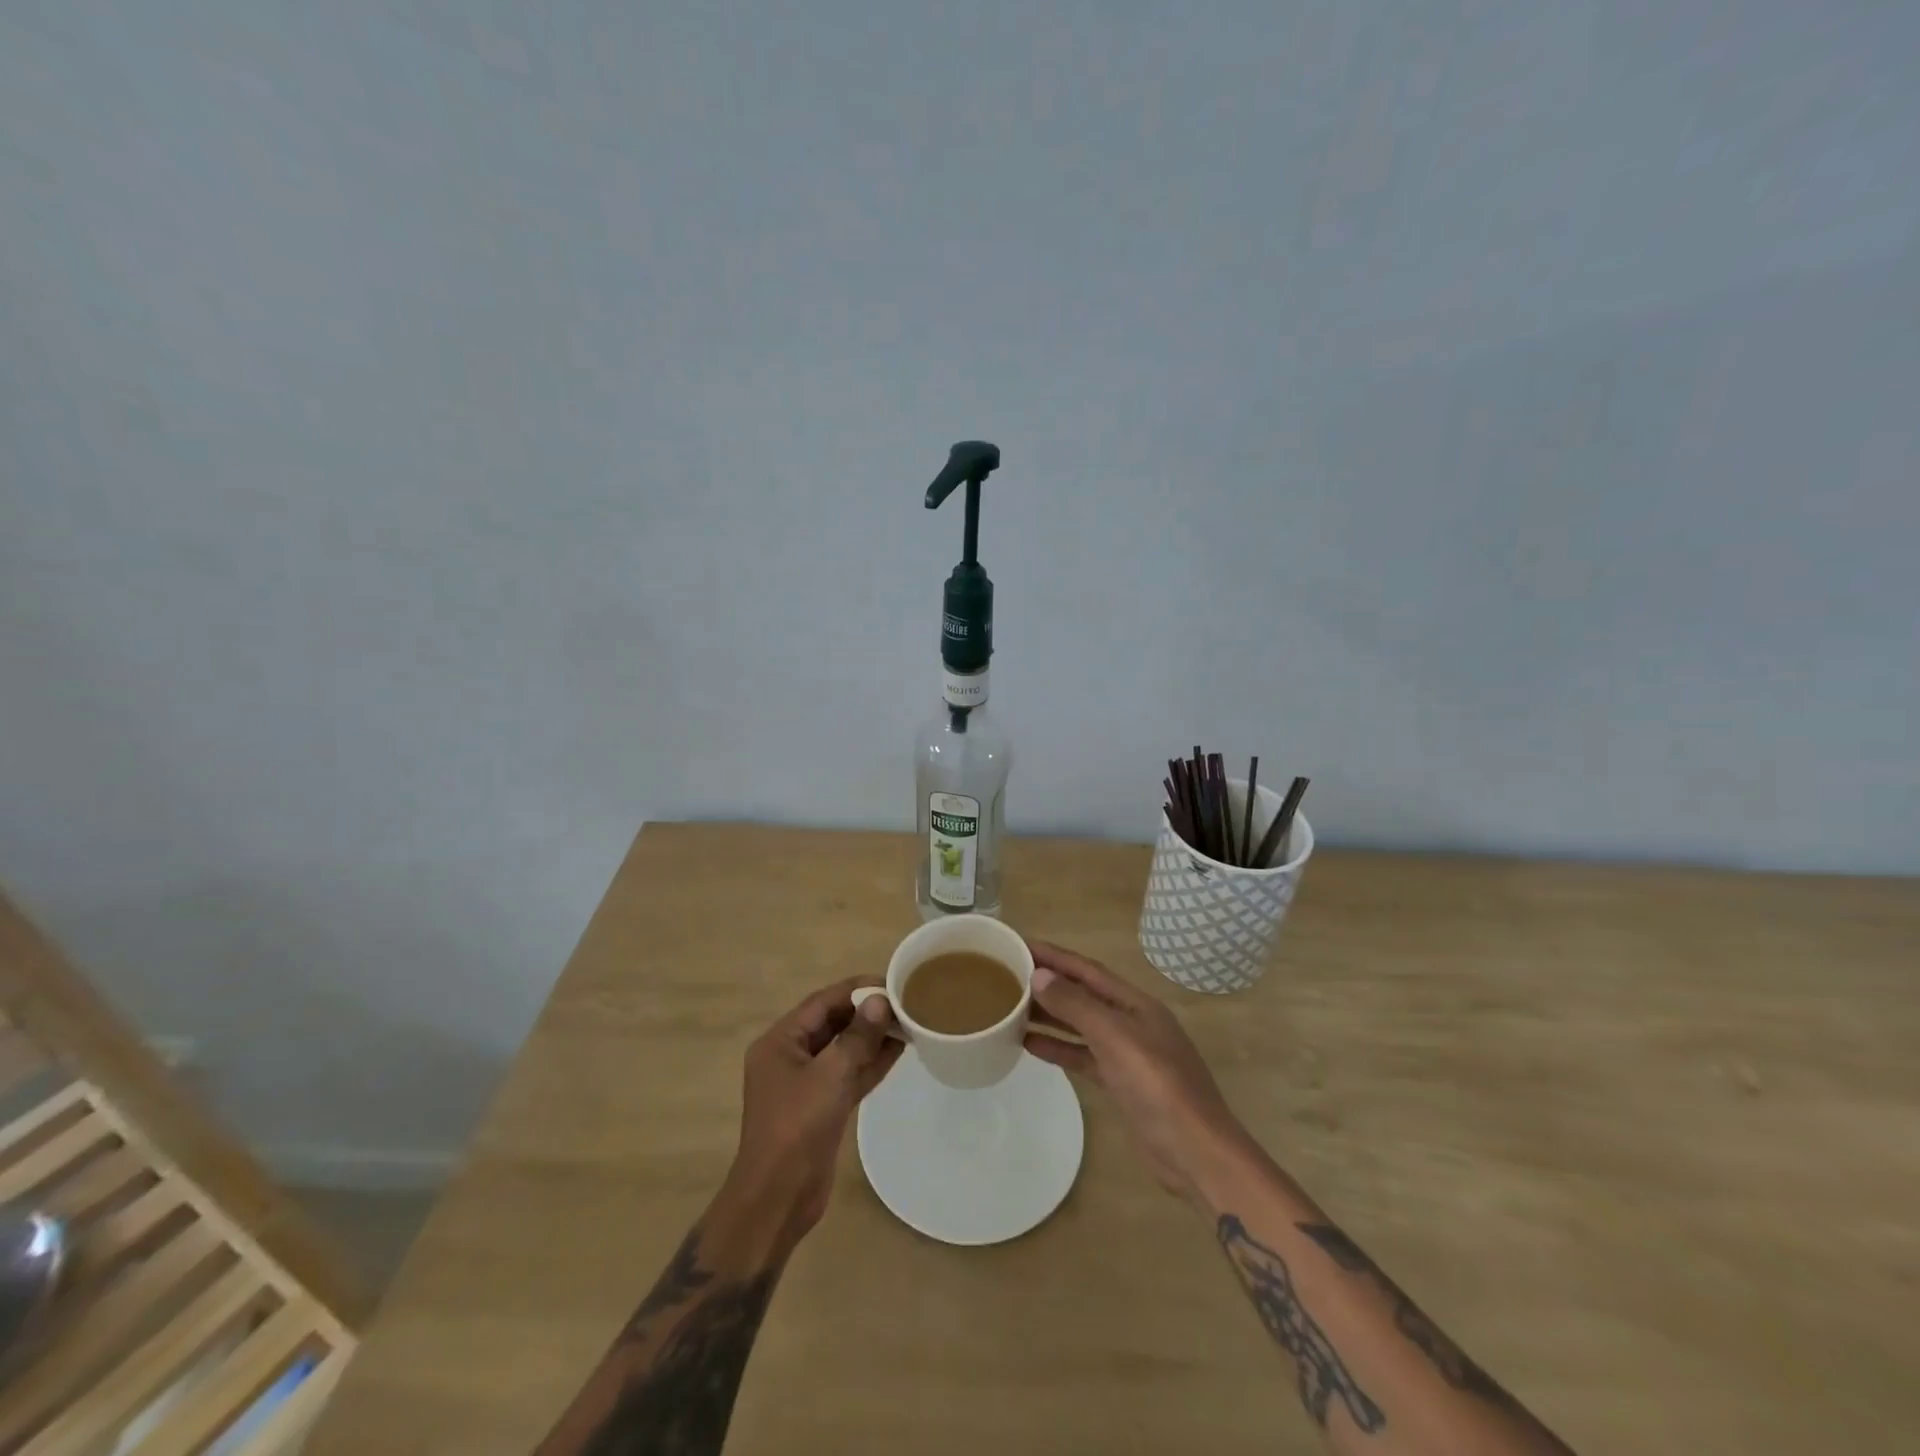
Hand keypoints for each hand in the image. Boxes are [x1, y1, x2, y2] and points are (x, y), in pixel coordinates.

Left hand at [726, 977, 903, 1242]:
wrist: (778, 1198)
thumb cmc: (797, 1127)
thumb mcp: (830, 1075)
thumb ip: (857, 1036)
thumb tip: (880, 1001)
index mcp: (780, 1041)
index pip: (823, 1002)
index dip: (857, 989)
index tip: (891, 982)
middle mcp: (791, 1056)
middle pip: (833, 1023)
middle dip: (867, 1012)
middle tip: (905, 1003)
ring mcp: (806, 1083)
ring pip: (843, 1049)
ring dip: (872, 1037)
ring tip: (908, 1023)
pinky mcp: (822, 1106)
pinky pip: (848, 1074)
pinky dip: (870, 1063)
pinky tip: (898, 1051)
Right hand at [1023, 941, 1245, 1203]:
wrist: (1194, 1151)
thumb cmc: (1157, 1085)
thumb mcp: (1115, 1038)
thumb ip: (1076, 1006)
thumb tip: (1039, 975)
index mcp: (1135, 1003)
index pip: (1087, 969)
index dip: (1054, 955)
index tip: (1019, 944)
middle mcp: (1131, 1021)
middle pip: (1083, 994)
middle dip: (1048, 982)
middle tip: (1007, 975)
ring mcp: (1127, 1053)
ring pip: (1080, 1025)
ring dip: (1049, 1014)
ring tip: (1011, 1006)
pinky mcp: (1120, 1083)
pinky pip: (1083, 1055)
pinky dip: (1059, 1048)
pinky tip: (1030, 1045)